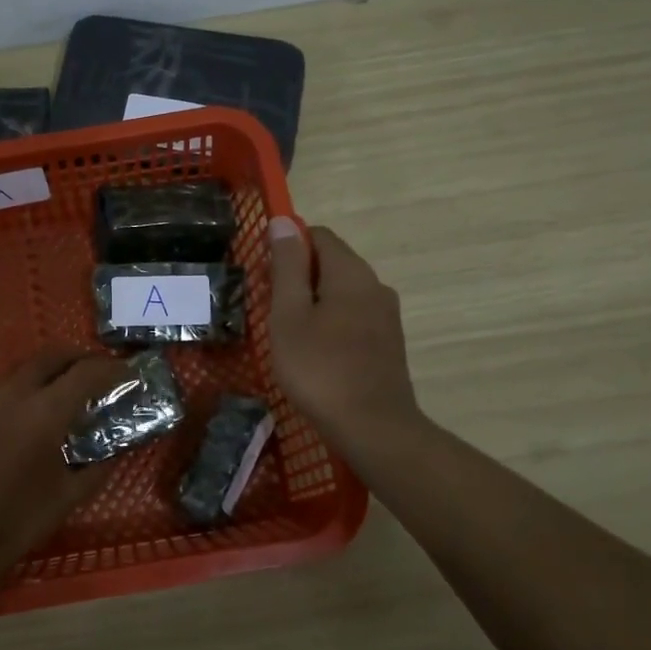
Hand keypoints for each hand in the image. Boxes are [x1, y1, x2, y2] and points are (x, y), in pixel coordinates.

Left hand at [0, 348, 128, 589]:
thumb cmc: (15, 521)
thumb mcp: (68, 498)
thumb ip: (97, 468)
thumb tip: (116, 450)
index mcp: (45, 412)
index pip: (87, 373)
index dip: (113, 370)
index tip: (130, 374)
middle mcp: (14, 393)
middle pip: (52, 356)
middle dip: (80, 358)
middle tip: (99, 373)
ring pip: (24, 367)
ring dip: (51, 369)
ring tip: (68, 391)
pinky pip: (4, 387)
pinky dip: (26, 387)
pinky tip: (31, 414)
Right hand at [266, 218, 425, 462]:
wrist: (373, 428)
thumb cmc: (319, 369)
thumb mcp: (289, 315)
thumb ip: (287, 266)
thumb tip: (283, 221)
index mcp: (351, 273)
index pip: (317, 235)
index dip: (286, 246)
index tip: (263, 276)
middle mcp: (375, 285)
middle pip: (331, 263)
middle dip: (297, 276)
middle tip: (268, 308)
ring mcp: (386, 316)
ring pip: (341, 292)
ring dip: (312, 302)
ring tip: (286, 333)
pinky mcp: (387, 343)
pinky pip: (353, 316)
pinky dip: (329, 322)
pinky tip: (312, 352)